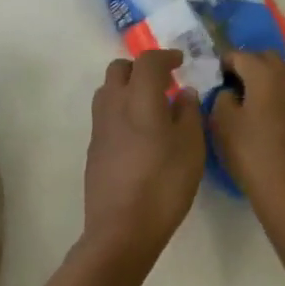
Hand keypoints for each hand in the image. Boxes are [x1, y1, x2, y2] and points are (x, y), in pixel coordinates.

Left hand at [81, 49, 205, 271]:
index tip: (180, 61)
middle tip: (163, 82)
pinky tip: (138, 133)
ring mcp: (99, 126)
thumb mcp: (191, 148)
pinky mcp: (93, 147)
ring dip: (127, 88)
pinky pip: (106, 114)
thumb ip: (188, 114)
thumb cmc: (164, 184)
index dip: (165, 56)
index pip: (148, 61)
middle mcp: (114, 103)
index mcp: (139, 97)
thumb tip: (184, 92)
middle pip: (120, 69)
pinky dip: (121, 110)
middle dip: (141, 68)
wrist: (121, 229)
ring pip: (108, 90)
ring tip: (150, 106)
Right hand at [211, 51, 284, 237]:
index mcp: (264, 74)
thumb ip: (222, 98)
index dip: (223, 63)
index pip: (239, 55)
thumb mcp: (222, 125)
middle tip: (233, 85)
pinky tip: (276, 114)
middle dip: (249, 64)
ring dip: (273, 74)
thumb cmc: (252, 157)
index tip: (214, 78)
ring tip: (259, 94)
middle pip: (267, 57)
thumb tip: (231, 91)